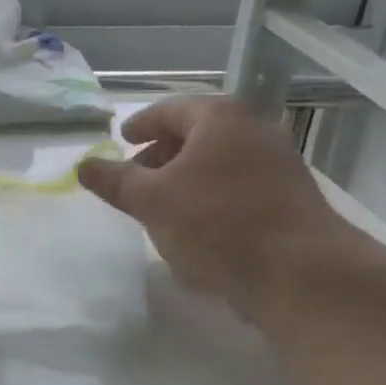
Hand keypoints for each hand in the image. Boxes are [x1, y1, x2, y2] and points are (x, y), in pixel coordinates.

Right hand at [77, 96, 345, 321]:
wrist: (302, 274)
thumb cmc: (217, 224)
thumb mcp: (152, 201)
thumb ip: (114, 180)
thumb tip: (83, 165)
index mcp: (220, 118)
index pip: (169, 110)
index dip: (141, 124)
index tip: (123, 139)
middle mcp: (254, 130)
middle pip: (196, 133)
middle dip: (161, 154)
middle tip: (136, 177)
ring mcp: (277, 164)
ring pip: (218, 162)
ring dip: (185, 178)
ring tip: (161, 206)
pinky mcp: (289, 198)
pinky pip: (237, 186)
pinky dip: (210, 196)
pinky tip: (196, 227)